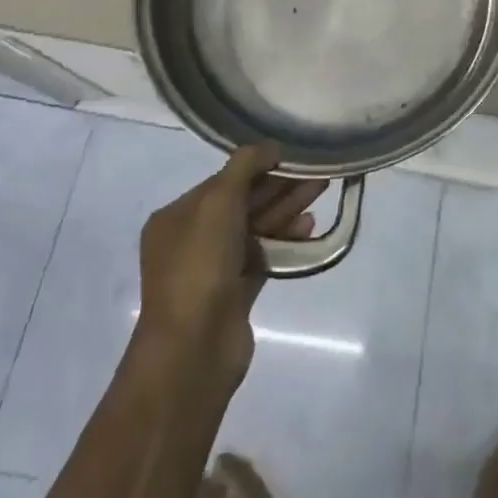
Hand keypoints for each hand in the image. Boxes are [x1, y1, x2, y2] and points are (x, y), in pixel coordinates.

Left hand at [136, 143, 326, 385]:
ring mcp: (213, 269)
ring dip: (286, 209)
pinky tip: (310, 227)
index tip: (292, 156)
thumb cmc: (200, 265)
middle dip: (279, 185)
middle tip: (316, 172)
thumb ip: (245, 165)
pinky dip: (284, 239)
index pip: (223, 180)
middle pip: (242, 202)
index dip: (258, 166)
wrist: (193, 350)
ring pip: (255, 228)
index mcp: (177, 216)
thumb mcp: (219, 200)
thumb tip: (271, 146)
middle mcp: (192, 239)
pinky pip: (263, 255)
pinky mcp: (235, 294)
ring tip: (321, 191)